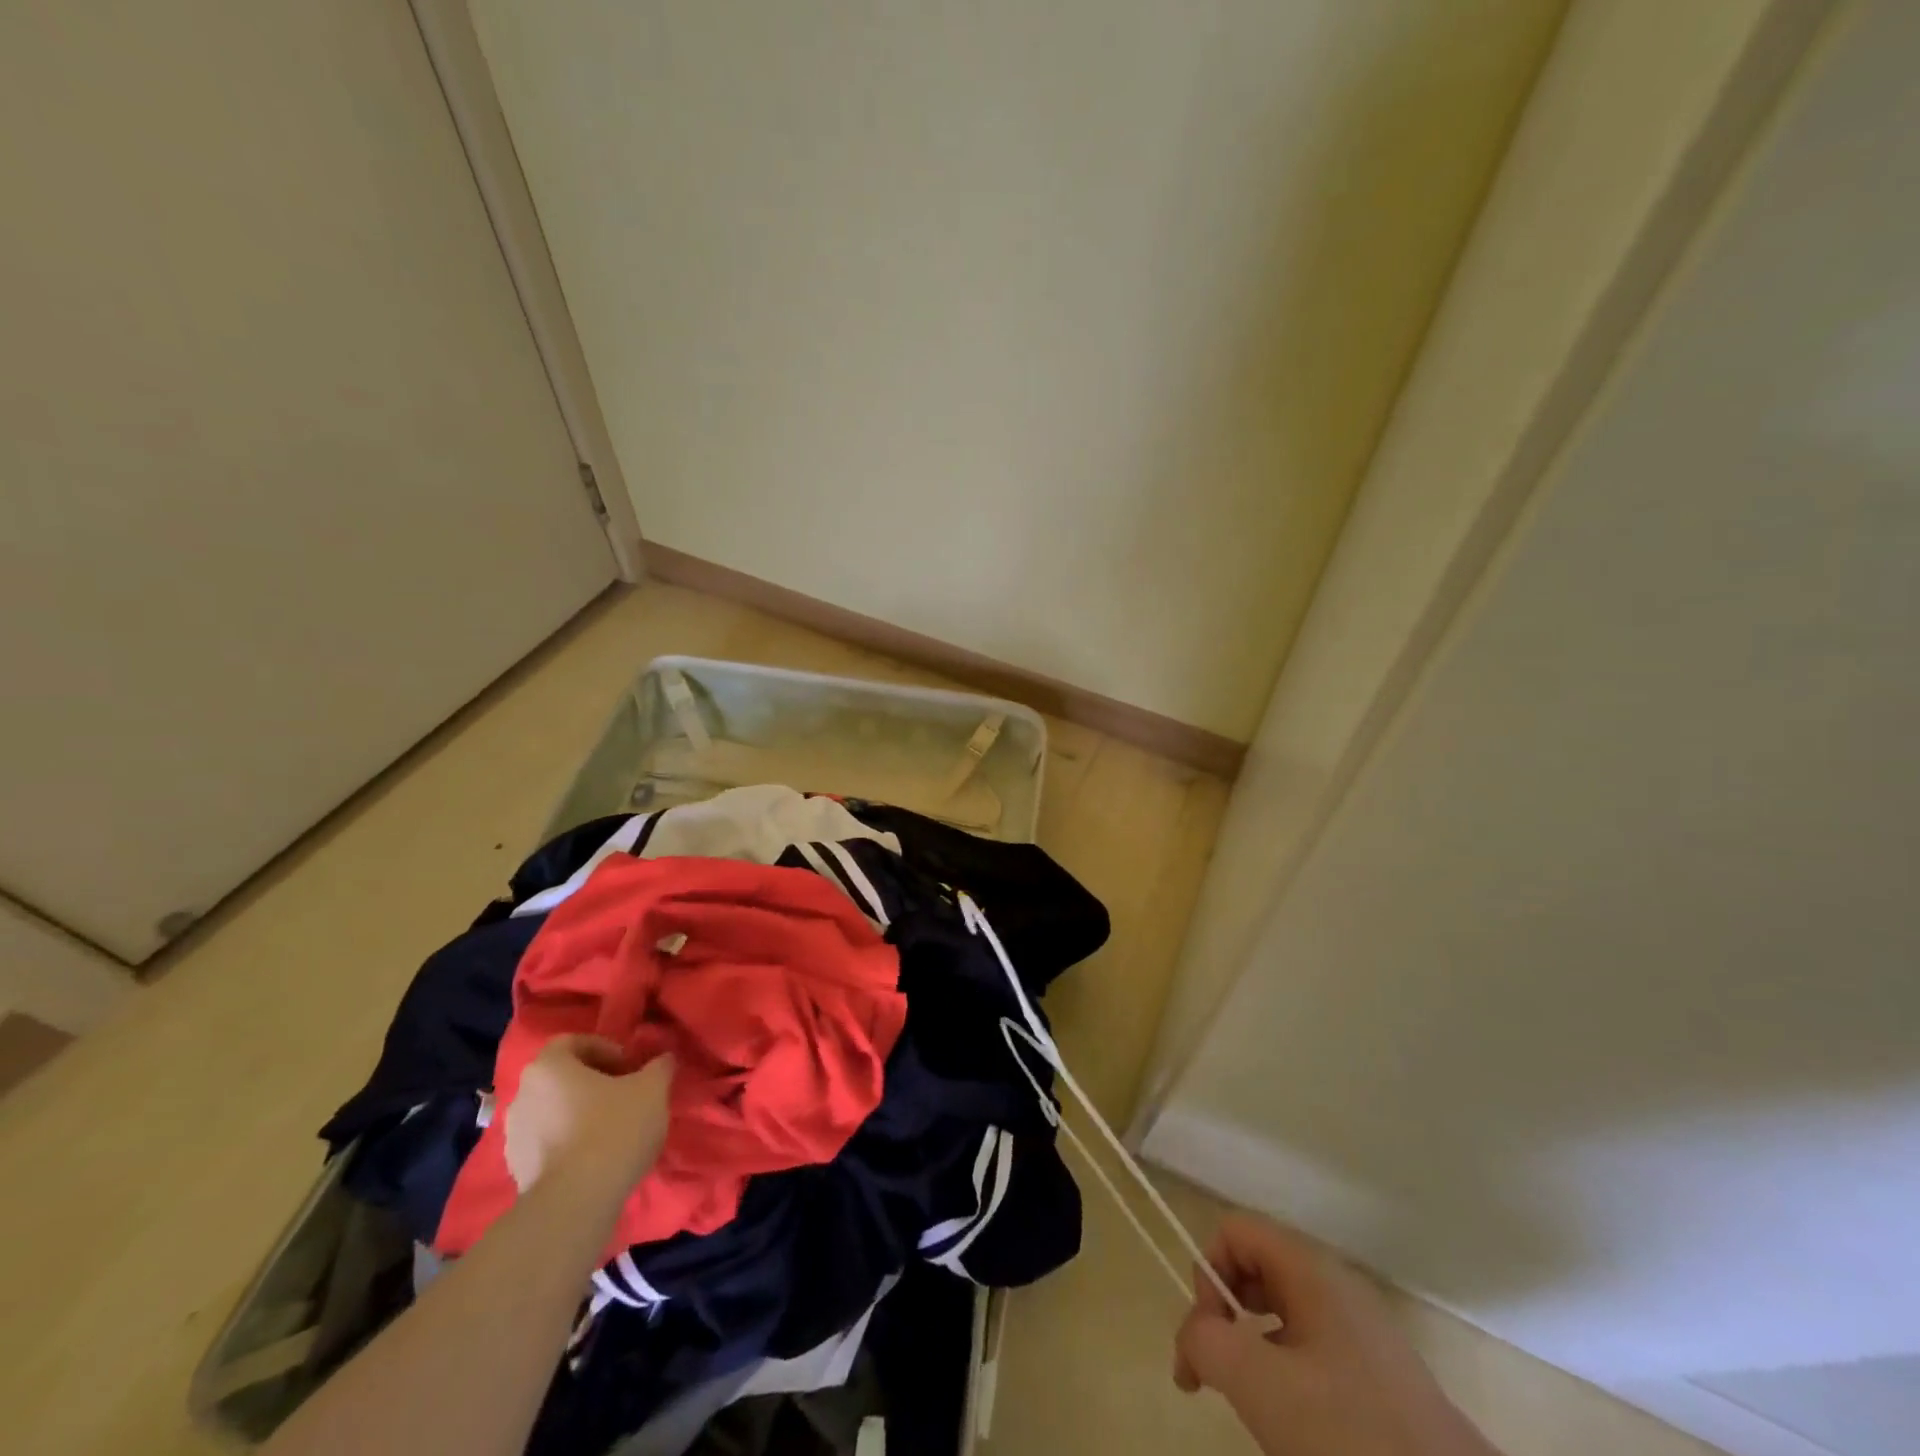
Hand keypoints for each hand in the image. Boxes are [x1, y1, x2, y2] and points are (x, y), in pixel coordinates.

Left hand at [504, 1035, 672, 1194]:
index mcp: (548, 1067)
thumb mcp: (652, 1089)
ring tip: (612, 1130)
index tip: (630, 1067)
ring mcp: (513, 1137)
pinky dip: (569, 1144)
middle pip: (562, 1078)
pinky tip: (596, 1158)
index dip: (605, 1049)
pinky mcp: (516, 1172)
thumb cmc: (613, 1129)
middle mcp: (521, 1096)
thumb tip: (662, 1060)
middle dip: (594, 1083)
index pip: (573, 1042)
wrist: (575, 1203)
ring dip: (580, 1114)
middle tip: (625, 1095)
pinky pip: (547, 1144)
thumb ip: (659, 1067)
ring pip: (553, 1112)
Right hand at [1174, 1214, 1498, 1455]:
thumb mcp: (1262, 1385)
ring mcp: (1361, 1332)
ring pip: (1281, 1315)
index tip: (1207, 1339)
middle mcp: (1335, 1286)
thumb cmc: (1353, 1435)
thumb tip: (1194, 1337)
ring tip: (1253, 1409)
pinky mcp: (1379, 1379)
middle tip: (1213, 1377)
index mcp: (1310, 1269)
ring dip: (1251, 1350)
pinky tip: (1294, 1429)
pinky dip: (1286, 1378)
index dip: (1209, 1273)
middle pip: (1255, 1269)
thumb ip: (1207, 1342)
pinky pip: (1311, 1352)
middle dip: (1224, 1315)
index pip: (1235, 1231)